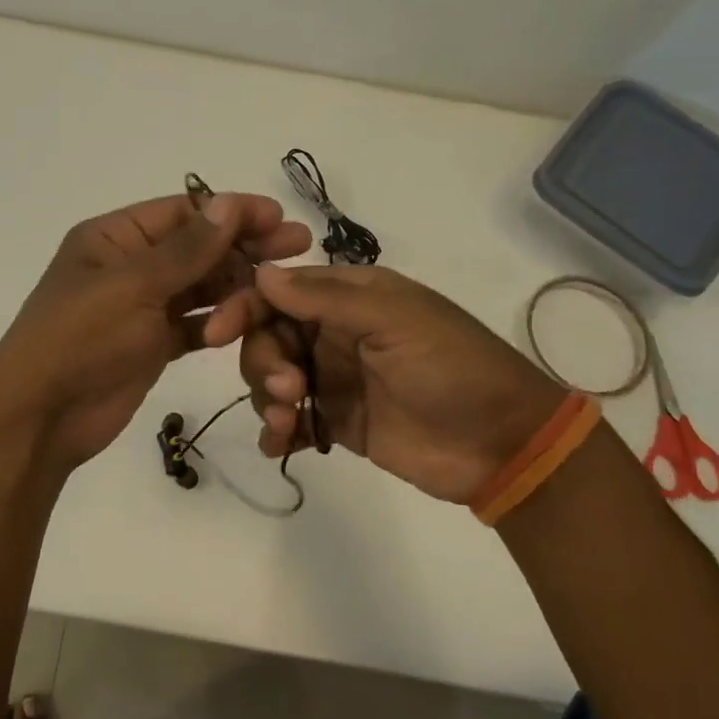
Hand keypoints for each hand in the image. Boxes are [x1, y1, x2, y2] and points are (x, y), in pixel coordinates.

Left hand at [0, 192, 311, 470]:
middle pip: (198, 248)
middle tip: (301, 246)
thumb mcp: (133, 286)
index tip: (279, 216)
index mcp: (114, 238)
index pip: (183, 212)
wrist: (41, 418)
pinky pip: (195, 325)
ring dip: (238, 286)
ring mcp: (141, 307)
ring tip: (283, 289)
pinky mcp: (152, 345)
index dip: (231, 211)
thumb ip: (187, 249)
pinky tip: (253, 321)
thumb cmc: (80, 339)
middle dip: (246, 247)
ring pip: (200, 287)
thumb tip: (229, 203)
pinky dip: (220, 322)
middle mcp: (130, 266)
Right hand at [238, 264, 567, 504]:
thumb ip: (326, 299)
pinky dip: (277, 431)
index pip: (281, 291)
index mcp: (351, 297)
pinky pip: (292, 420)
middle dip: (263, 361)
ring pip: (273, 378)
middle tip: (287, 388)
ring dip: (267, 397)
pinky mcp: (338, 422)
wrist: (502, 444)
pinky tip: (280, 444)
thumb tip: (262, 274)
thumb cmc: (452, 367)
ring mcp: (335, 379)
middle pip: (269, 336)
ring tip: (288, 422)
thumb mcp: (395, 320)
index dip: (245, 306)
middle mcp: (336, 333)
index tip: (215, 333)